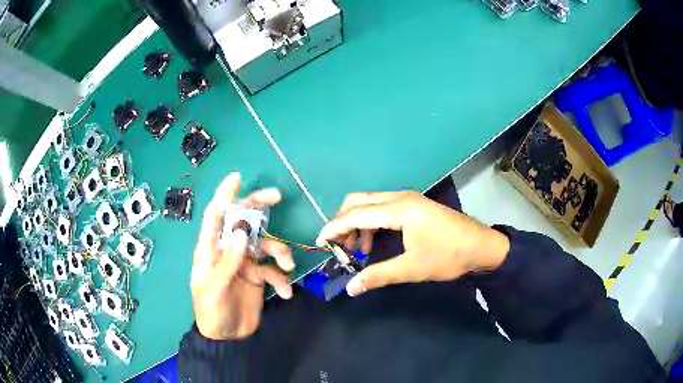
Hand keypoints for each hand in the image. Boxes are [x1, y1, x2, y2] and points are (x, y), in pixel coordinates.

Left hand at [190, 173, 294, 339]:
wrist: (227, 337)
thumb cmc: (212, 311)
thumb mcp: (215, 288)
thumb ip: (227, 261)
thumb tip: (240, 231)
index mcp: (210, 250)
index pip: (215, 217)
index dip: (224, 196)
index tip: (237, 178)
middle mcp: (228, 251)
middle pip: (243, 222)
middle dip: (258, 208)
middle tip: (277, 196)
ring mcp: (244, 263)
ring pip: (265, 245)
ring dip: (279, 252)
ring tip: (286, 267)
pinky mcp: (257, 277)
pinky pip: (273, 270)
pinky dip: (281, 279)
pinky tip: (285, 293)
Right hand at [316, 191, 509, 296]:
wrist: (482, 246)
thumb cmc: (449, 256)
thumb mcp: (413, 268)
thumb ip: (379, 275)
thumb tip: (351, 288)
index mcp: (400, 209)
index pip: (356, 214)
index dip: (334, 228)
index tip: (319, 242)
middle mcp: (400, 197)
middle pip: (359, 201)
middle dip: (343, 221)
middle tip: (338, 247)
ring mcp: (408, 199)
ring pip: (370, 203)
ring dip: (357, 223)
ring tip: (355, 249)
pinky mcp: (413, 206)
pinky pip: (382, 208)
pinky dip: (370, 222)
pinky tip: (372, 242)